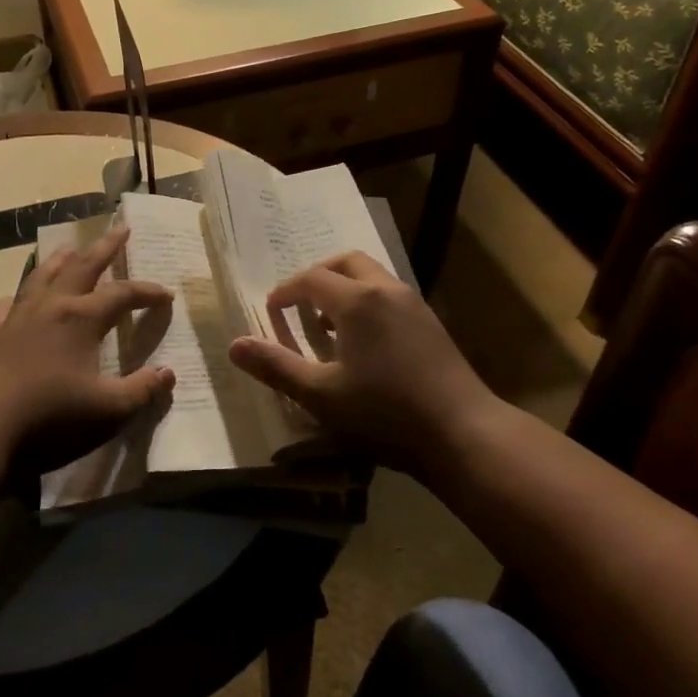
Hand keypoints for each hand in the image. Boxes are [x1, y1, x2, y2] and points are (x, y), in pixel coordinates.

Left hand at [0, 226, 174, 470]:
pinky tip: (16, 300)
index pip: (122, 294)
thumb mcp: (108, 410)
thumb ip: (142, 390)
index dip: (147, 292)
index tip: (167, 296)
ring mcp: (17, 317)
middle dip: (105, 247)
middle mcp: (51, 307)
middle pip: (82, 266)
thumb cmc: (51, 417)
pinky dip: (16, 298)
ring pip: (42, 276)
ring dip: (60, 260)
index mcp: (82, 319)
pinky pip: (6, 306)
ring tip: (70, 248)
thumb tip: (169, 373)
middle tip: (121, 228)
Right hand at [228, 252, 492, 473]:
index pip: (311, 279)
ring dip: (345, 288)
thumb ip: (276, 367)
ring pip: (372, 276)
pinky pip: (389, 294)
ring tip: (328, 324)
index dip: (286, 292)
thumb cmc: (385, 413)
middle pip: (345, 263)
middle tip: (300, 305)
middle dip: (318, 277)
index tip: (271, 310)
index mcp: (357, 301)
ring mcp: (413, 304)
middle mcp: (386, 290)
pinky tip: (364, 342)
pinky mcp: (431, 322)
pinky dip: (367, 302)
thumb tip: (234, 345)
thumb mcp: (321, 396)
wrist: (463, 433)